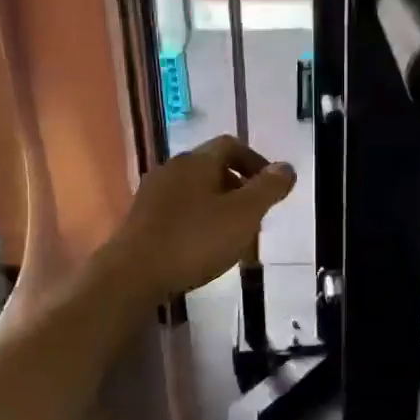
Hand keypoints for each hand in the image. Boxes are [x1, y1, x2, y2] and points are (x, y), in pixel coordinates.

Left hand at [107, 135, 295, 302]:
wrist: (133, 274)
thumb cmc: (195, 240)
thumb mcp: (243, 215)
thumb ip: (268, 189)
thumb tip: (286, 167)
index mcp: (197, 161)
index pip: (231, 145)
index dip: (256, 162)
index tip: (271, 188)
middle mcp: (172, 168)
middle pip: (212, 167)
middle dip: (239, 186)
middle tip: (256, 215)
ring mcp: (153, 194)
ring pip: (195, 191)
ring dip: (219, 206)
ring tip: (233, 235)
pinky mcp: (141, 219)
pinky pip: (179, 210)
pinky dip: (198, 220)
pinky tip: (203, 247)